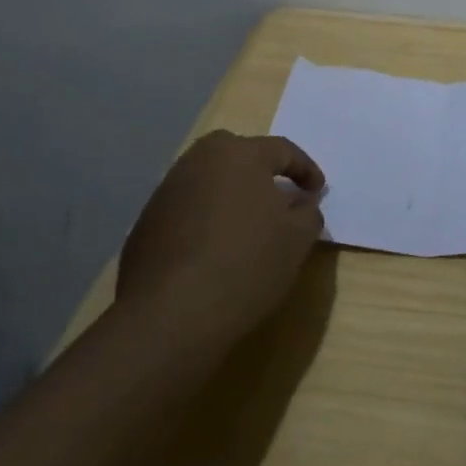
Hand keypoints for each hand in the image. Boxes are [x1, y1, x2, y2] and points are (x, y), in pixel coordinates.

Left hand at [114, 131, 325, 343]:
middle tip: (280, 198)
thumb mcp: (297, 239)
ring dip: (233, 196)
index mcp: (240, 153)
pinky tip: (216, 249)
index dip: (305, 170)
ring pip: (212, 181)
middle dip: (263, 173)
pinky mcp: (147, 220)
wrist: (170, 315)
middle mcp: (200, 159)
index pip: (283, 150)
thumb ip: (308, 212)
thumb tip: (300, 202)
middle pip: (240, 157)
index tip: (318, 191)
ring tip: (249, 226)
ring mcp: (168, 188)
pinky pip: (189, 207)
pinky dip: (207, 219)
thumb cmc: (246, 264)